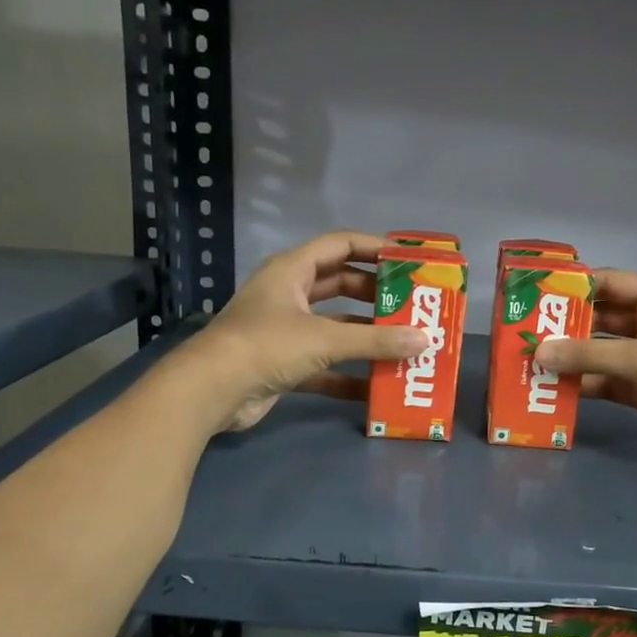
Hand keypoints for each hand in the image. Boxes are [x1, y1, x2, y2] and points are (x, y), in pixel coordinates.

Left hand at [173, 231, 428, 432]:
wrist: (211, 391)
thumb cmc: (266, 346)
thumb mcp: (324, 339)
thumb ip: (375, 341)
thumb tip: (425, 341)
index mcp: (292, 270)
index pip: (340, 245)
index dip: (374, 248)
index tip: (408, 259)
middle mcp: (289, 295)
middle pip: (340, 285)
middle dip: (375, 295)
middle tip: (412, 305)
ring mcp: (285, 331)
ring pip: (334, 327)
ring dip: (365, 336)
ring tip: (404, 343)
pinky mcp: (284, 364)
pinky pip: (325, 365)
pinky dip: (348, 374)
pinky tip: (377, 387)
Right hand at [532, 269, 636, 455]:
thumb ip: (589, 356)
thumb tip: (539, 353)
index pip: (610, 284)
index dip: (575, 287)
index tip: (537, 294)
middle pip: (601, 320)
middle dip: (567, 327)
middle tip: (527, 332)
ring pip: (600, 354)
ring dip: (572, 359)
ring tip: (532, 362)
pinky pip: (606, 382)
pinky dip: (584, 385)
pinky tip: (555, 389)